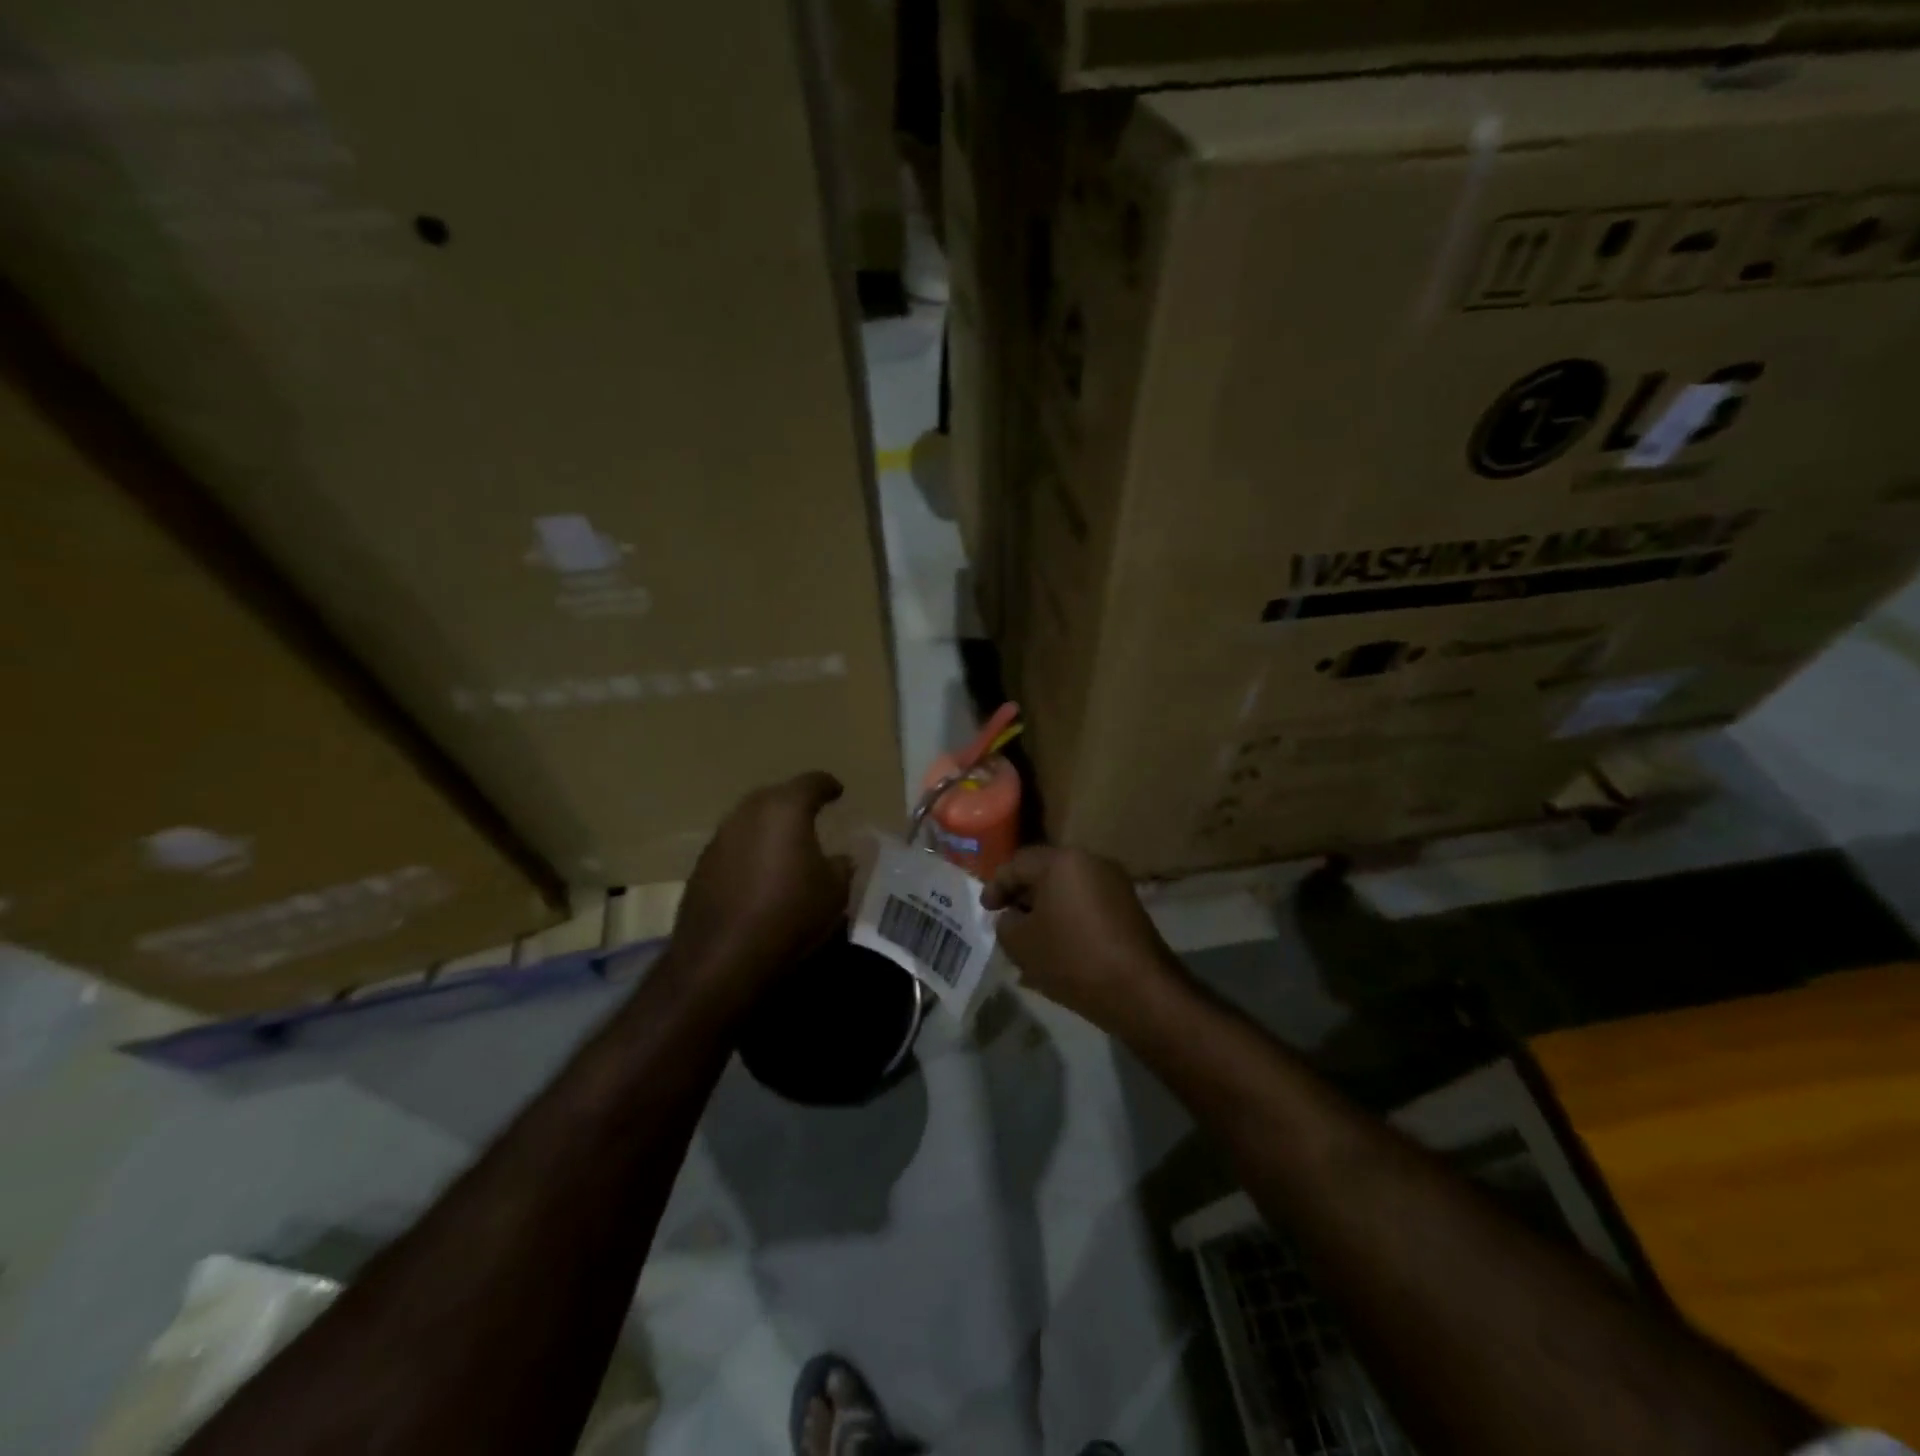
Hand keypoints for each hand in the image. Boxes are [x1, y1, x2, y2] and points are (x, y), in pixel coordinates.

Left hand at [673, 772, 852, 987]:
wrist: (722, 958)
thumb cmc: (789, 915)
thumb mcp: (834, 892)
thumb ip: (841, 866)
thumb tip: (840, 858)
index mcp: (785, 810)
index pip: (811, 783)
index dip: (827, 785)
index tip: (838, 791)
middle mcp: (748, 814)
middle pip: (775, 796)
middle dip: (794, 802)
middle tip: (812, 815)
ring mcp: (719, 839)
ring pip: (750, 821)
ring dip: (768, 828)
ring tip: (786, 846)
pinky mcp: (701, 867)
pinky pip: (733, 847)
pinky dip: (750, 852)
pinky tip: (760, 874)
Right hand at [981, 846, 1181, 1028]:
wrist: (1139, 990)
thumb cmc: (1072, 958)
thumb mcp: (1021, 944)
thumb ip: (1006, 924)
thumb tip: (1013, 917)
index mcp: (1062, 861)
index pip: (1018, 864)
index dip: (996, 886)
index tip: (986, 910)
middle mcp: (1091, 861)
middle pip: (1046, 872)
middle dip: (1023, 896)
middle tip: (1007, 920)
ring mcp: (1115, 883)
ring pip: (1068, 890)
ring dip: (1047, 909)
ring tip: (1031, 938)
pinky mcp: (1129, 907)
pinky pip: (1087, 905)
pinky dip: (1068, 918)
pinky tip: (1058, 947)